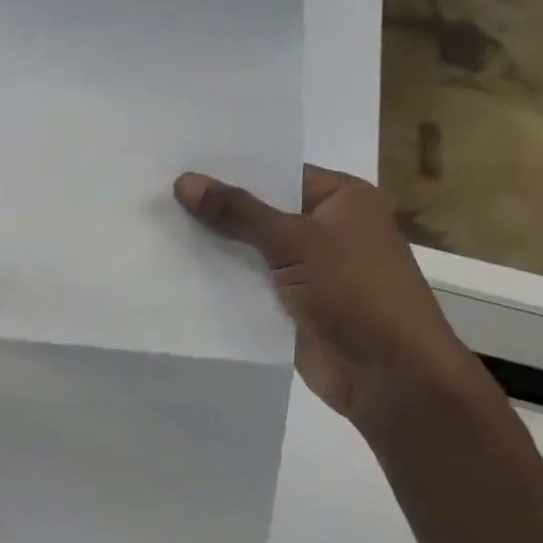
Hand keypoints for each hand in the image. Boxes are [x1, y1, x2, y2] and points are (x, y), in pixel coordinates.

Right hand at [175, 167, 483, 426]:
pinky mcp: (291, 307)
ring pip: (250, 253)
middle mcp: (325, 230)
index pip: (277, 174)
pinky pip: (249, 287)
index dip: (230, 172)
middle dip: (215, 212)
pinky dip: (220, 283)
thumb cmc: (355, 291)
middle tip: (156, 199)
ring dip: (212, 249)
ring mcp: (308, 271)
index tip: (179, 168)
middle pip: (260, 213)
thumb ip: (238, 212)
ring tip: (155, 232)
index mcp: (341, 199)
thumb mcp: (295, 241)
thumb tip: (184, 180)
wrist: (388, 373)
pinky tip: (175, 274)